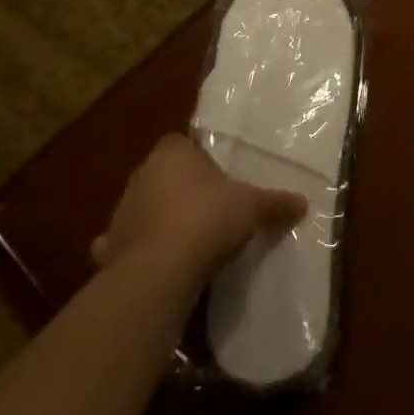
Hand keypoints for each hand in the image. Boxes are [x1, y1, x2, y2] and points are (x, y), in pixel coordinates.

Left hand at [91, 135, 307, 285]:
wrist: (160, 271)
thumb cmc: (207, 219)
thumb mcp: (252, 207)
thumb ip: (275, 203)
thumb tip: (303, 202)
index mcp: (172, 153)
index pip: (182, 143)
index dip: (199, 158)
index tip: (217, 177)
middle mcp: (141, 175)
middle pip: (162, 175)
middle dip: (180, 189)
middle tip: (208, 207)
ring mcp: (121, 213)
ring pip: (142, 208)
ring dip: (158, 220)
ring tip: (186, 240)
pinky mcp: (110, 249)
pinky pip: (123, 245)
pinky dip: (133, 252)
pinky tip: (153, 264)